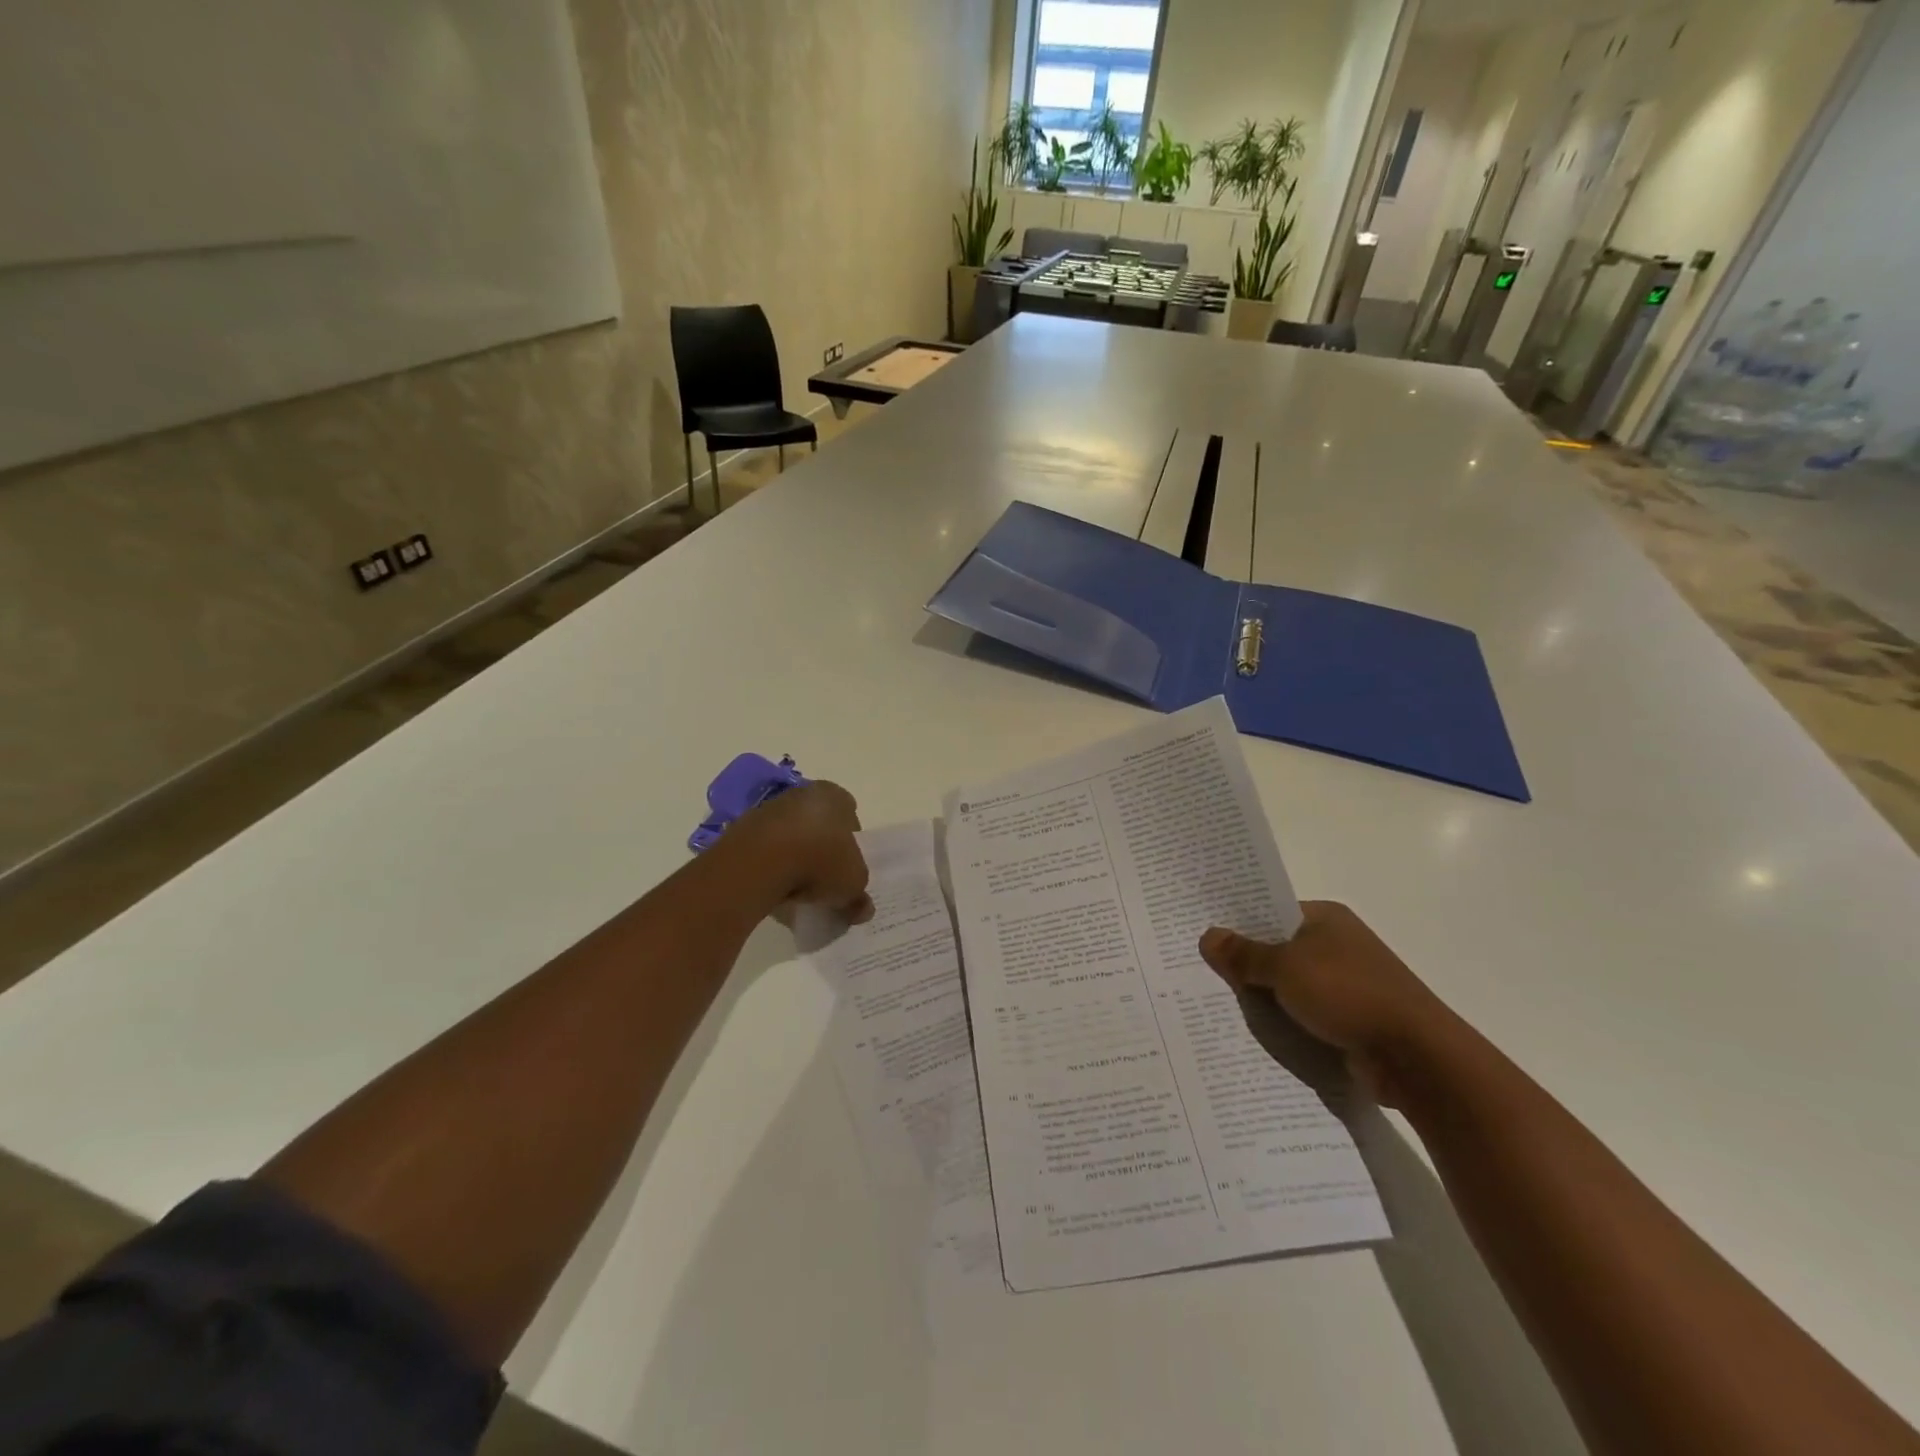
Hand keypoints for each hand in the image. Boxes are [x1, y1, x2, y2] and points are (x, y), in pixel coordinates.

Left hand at [722, 781, 873, 924]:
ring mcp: (770, 808)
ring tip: (797, 889)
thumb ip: (859, 895)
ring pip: (790, 834)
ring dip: (794, 856)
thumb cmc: (819, 861)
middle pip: (819, 822)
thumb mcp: (852, 884)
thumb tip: (862, 909)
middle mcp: (803, 794)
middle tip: (824, 878)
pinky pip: (766, 848)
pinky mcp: (744, 828)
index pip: (849, 813)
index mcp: (835, 796)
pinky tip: (774, 888)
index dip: (851, 840)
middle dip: (821, 847)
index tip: (846, 865)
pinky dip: (771, 865)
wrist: (759, 863)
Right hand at [1199, 902, 1458, 1106]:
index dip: (1238, 925)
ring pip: (1289, 987)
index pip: (1270, 912)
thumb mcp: (1285, 968)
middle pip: (1277, 950)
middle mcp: (1337, 945)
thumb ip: (1244, 954)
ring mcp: (1346, 985)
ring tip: (1218, 1006)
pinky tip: (1254, 1034)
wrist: (1416, 1058)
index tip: (1204, 939)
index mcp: (1326, 918)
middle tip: (1202, 974)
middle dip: (1245, 965)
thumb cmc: (1348, 994)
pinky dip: (1284, 1024)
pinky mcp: (1350, 1021)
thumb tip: (1207, 936)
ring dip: (1264, 998)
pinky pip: (1304, 1016)